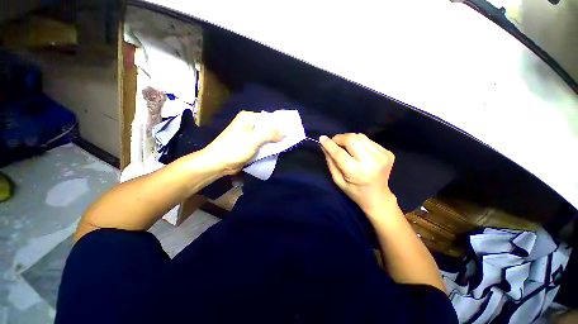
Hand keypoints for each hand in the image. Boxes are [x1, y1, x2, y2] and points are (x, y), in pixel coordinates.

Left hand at [199, 111, 284, 174]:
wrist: (218, 163)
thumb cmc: (235, 148)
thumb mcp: (254, 139)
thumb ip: (270, 134)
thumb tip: (286, 132)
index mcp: (249, 117)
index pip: (269, 118)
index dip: (280, 124)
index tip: (291, 131)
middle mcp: (249, 124)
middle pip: (268, 127)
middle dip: (278, 133)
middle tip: (290, 139)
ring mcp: (249, 135)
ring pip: (266, 136)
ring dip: (274, 141)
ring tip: (286, 144)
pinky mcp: (249, 144)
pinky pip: (262, 143)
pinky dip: (269, 146)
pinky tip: (276, 149)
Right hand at [320, 133, 395, 214]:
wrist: (378, 197)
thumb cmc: (355, 192)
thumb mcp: (338, 180)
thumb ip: (331, 162)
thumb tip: (324, 146)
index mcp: (358, 172)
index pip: (340, 153)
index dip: (329, 144)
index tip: (322, 138)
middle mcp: (372, 162)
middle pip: (352, 139)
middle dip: (340, 138)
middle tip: (334, 142)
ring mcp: (383, 156)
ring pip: (360, 137)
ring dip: (349, 139)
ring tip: (346, 147)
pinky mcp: (388, 153)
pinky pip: (368, 141)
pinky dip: (359, 143)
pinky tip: (358, 151)